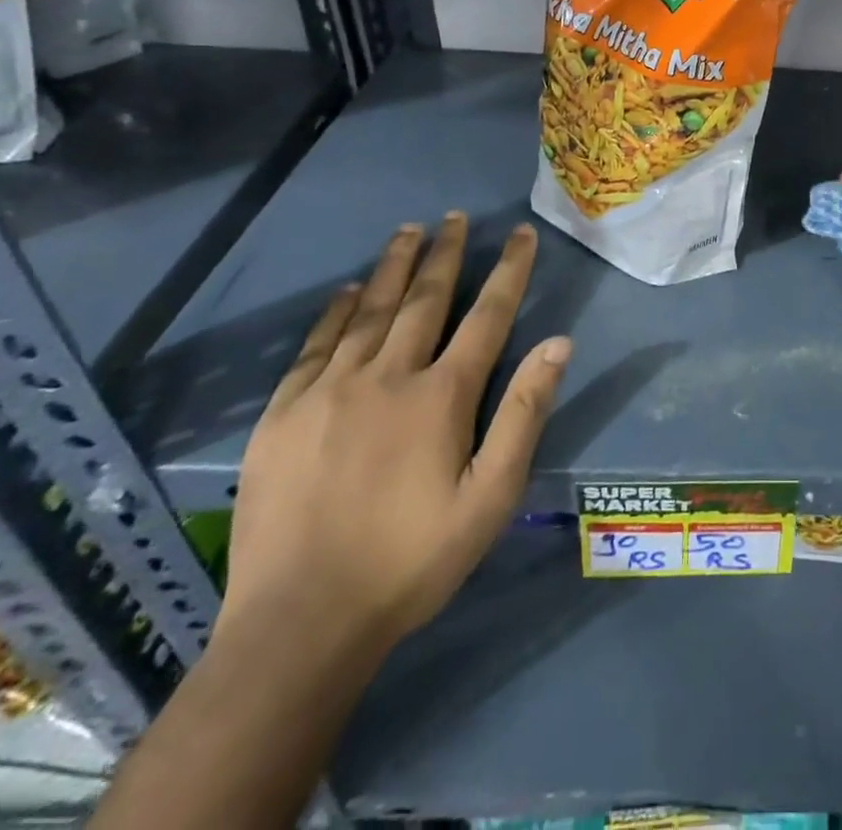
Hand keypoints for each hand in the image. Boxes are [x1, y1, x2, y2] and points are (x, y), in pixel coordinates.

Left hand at [220, 213, 570, 656]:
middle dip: (445, 253)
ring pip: (369, 311)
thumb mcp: (491, 497)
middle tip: (456, 217)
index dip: (507, 270)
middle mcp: (387, 376)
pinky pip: (315, 345)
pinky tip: (347, 291)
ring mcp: (328, 391)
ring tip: (408, 231)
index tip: (519, 234)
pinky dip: (335, 311)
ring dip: (392, 267)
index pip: (486, 315)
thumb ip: (524, 413)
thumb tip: (559, 343)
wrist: (300, 624)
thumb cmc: (412, 561)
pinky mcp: (283, 414)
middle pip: (423, 299)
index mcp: (441, 395)